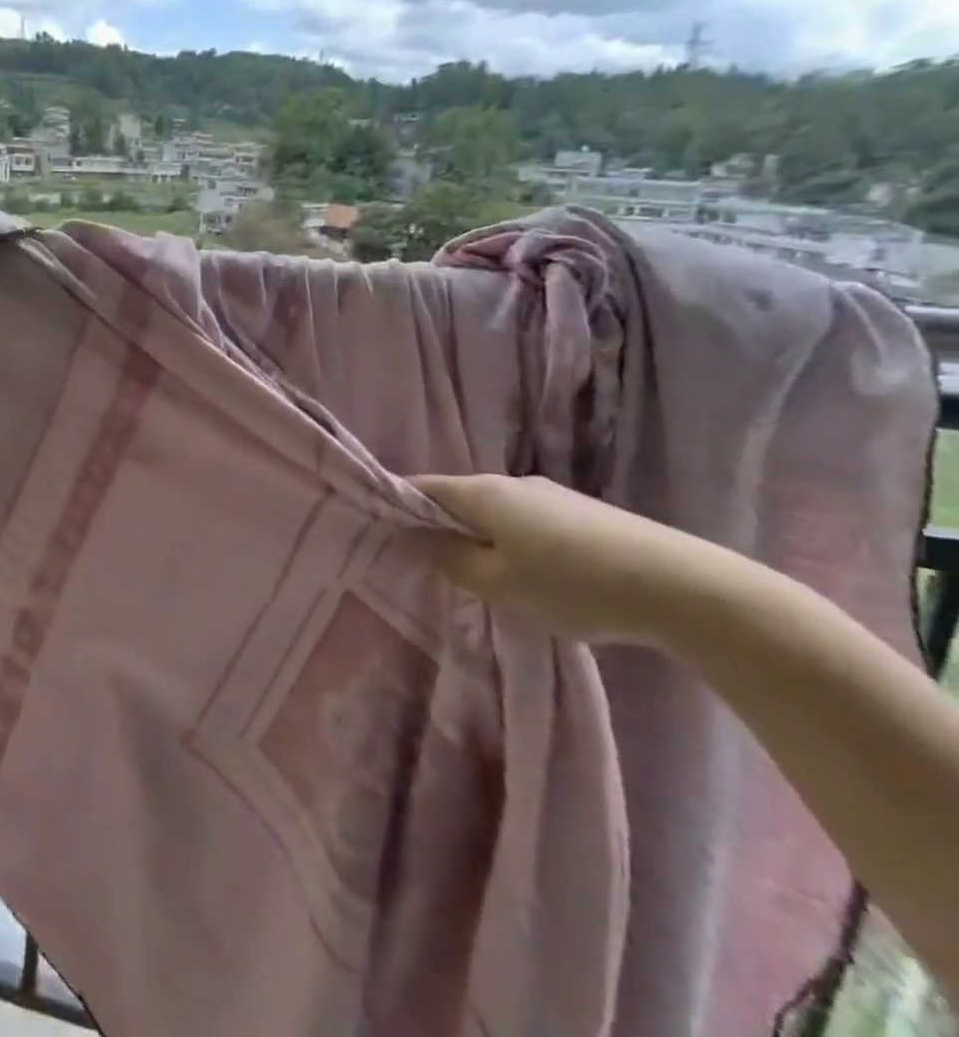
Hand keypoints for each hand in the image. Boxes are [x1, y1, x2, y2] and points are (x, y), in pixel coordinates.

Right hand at [410, 473, 742, 645]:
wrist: (687, 589)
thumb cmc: (573, 584)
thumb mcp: (497, 583)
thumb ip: (449, 559)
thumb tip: (413, 537)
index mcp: (482, 492)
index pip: (421, 487)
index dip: (398, 506)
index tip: (383, 533)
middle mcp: (513, 483)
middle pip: (460, 498)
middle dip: (441, 525)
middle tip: (432, 563)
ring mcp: (553, 496)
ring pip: (497, 512)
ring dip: (482, 537)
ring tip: (485, 576)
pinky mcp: (587, 515)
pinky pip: (530, 523)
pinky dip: (517, 542)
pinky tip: (535, 576)